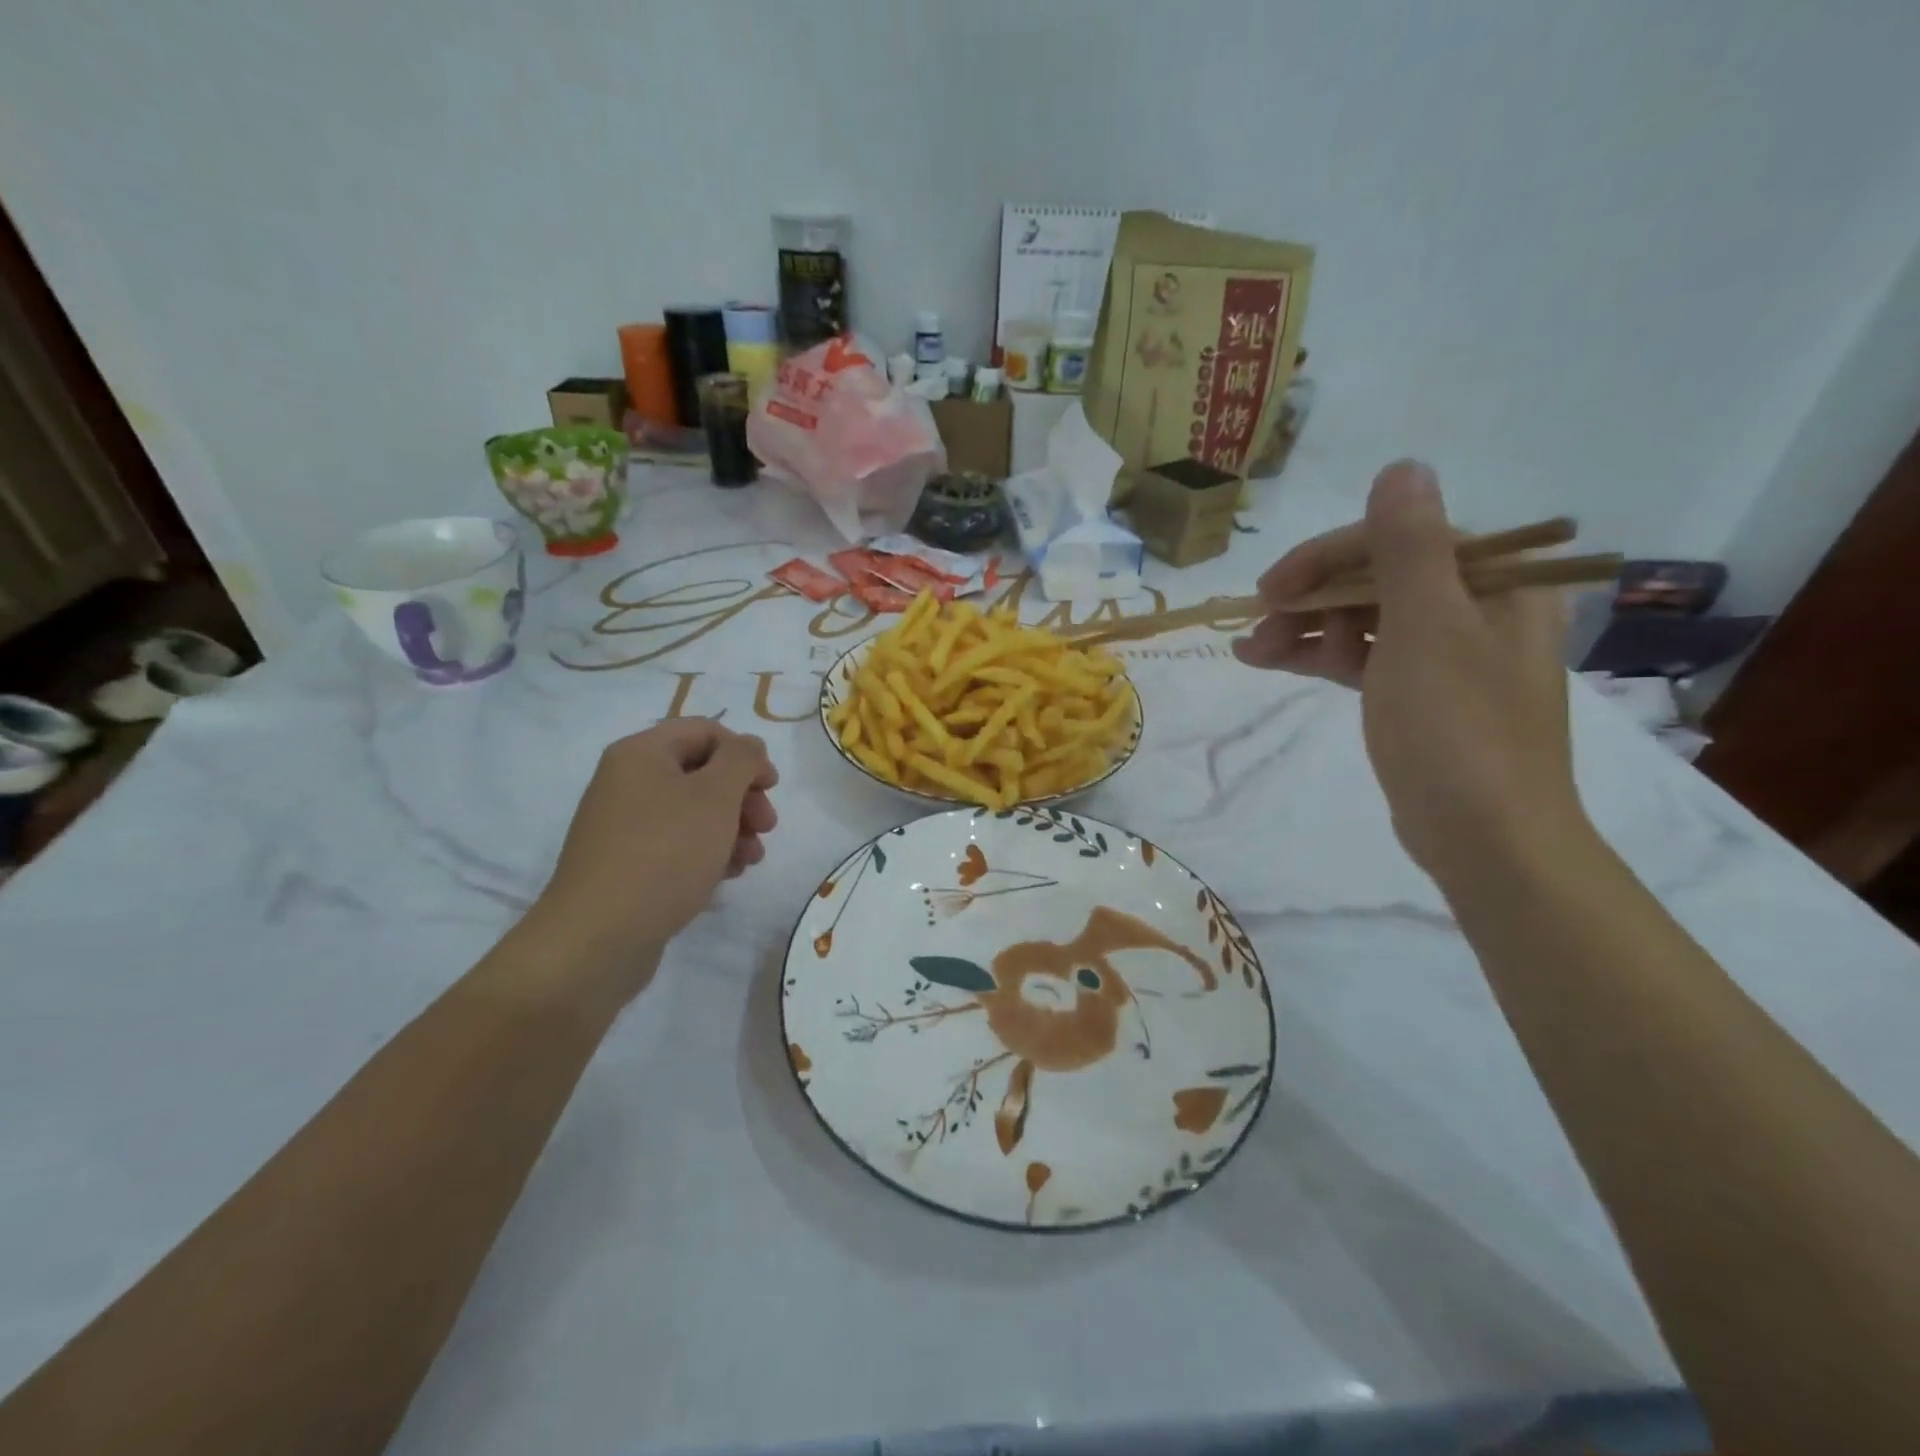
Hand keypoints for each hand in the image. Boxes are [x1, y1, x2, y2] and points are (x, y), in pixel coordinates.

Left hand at [530, 720, 778, 974]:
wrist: (598, 937)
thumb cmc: (664, 853)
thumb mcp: (715, 796)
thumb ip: (741, 760)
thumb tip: (747, 746)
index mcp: (642, 753)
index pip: (706, 731)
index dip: (745, 753)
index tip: (771, 787)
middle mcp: (628, 781)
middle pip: (702, 772)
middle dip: (742, 797)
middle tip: (767, 827)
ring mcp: (625, 825)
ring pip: (694, 812)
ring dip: (733, 828)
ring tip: (752, 859)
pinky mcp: (628, 863)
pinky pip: (677, 844)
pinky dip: (708, 852)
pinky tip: (729, 875)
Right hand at [1233, 460, 1583, 882]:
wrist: (1486, 837)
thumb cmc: (1456, 729)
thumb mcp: (1428, 629)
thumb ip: (1409, 547)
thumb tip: (1402, 467)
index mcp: (1496, 582)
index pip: (1398, 540)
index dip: (1327, 557)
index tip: (1272, 589)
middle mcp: (1476, 607)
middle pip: (1377, 579)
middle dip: (1310, 599)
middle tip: (1257, 624)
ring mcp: (1446, 654)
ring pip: (1363, 619)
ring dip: (1305, 629)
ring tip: (1251, 653)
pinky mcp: (1419, 694)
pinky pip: (1363, 657)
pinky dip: (1319, 657)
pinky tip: (1270, 662)